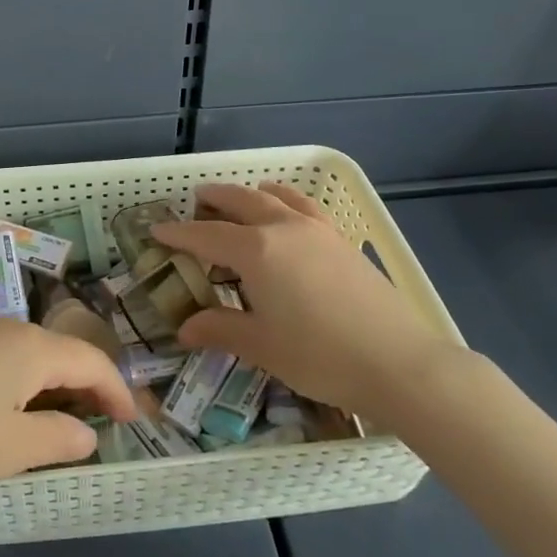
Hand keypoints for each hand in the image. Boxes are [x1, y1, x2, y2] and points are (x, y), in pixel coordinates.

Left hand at [0, 319, 137, 493]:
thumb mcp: (11, 448)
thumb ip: (58, 438)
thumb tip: (87, 432)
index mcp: (32, 348)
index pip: (92, 361)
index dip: (116, 390)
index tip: (133, 420)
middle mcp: (7, 328)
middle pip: (61, 351)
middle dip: (85, 384)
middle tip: (101, 419)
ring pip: (29, 352)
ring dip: (51, 381)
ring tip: (58, 416)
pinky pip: (1, 355)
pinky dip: (20, 380)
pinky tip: (7, 406)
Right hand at [153, 182, 459, 425]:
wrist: (400, 362)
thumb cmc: (321, 356)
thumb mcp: (262, 346)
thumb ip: (220, 329)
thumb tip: (185, 328)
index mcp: (256, 251)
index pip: (206, 235)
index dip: (179, 233)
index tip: (157, 230)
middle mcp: (283, 228)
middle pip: (240, 201)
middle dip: (214, 199)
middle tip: (195, 202)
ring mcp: (316, 230)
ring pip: (275, 196)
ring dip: (251, 194)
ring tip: (240, 199)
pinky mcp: (340, 240)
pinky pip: (304, 205)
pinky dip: (285, 200)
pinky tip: (287, 215)